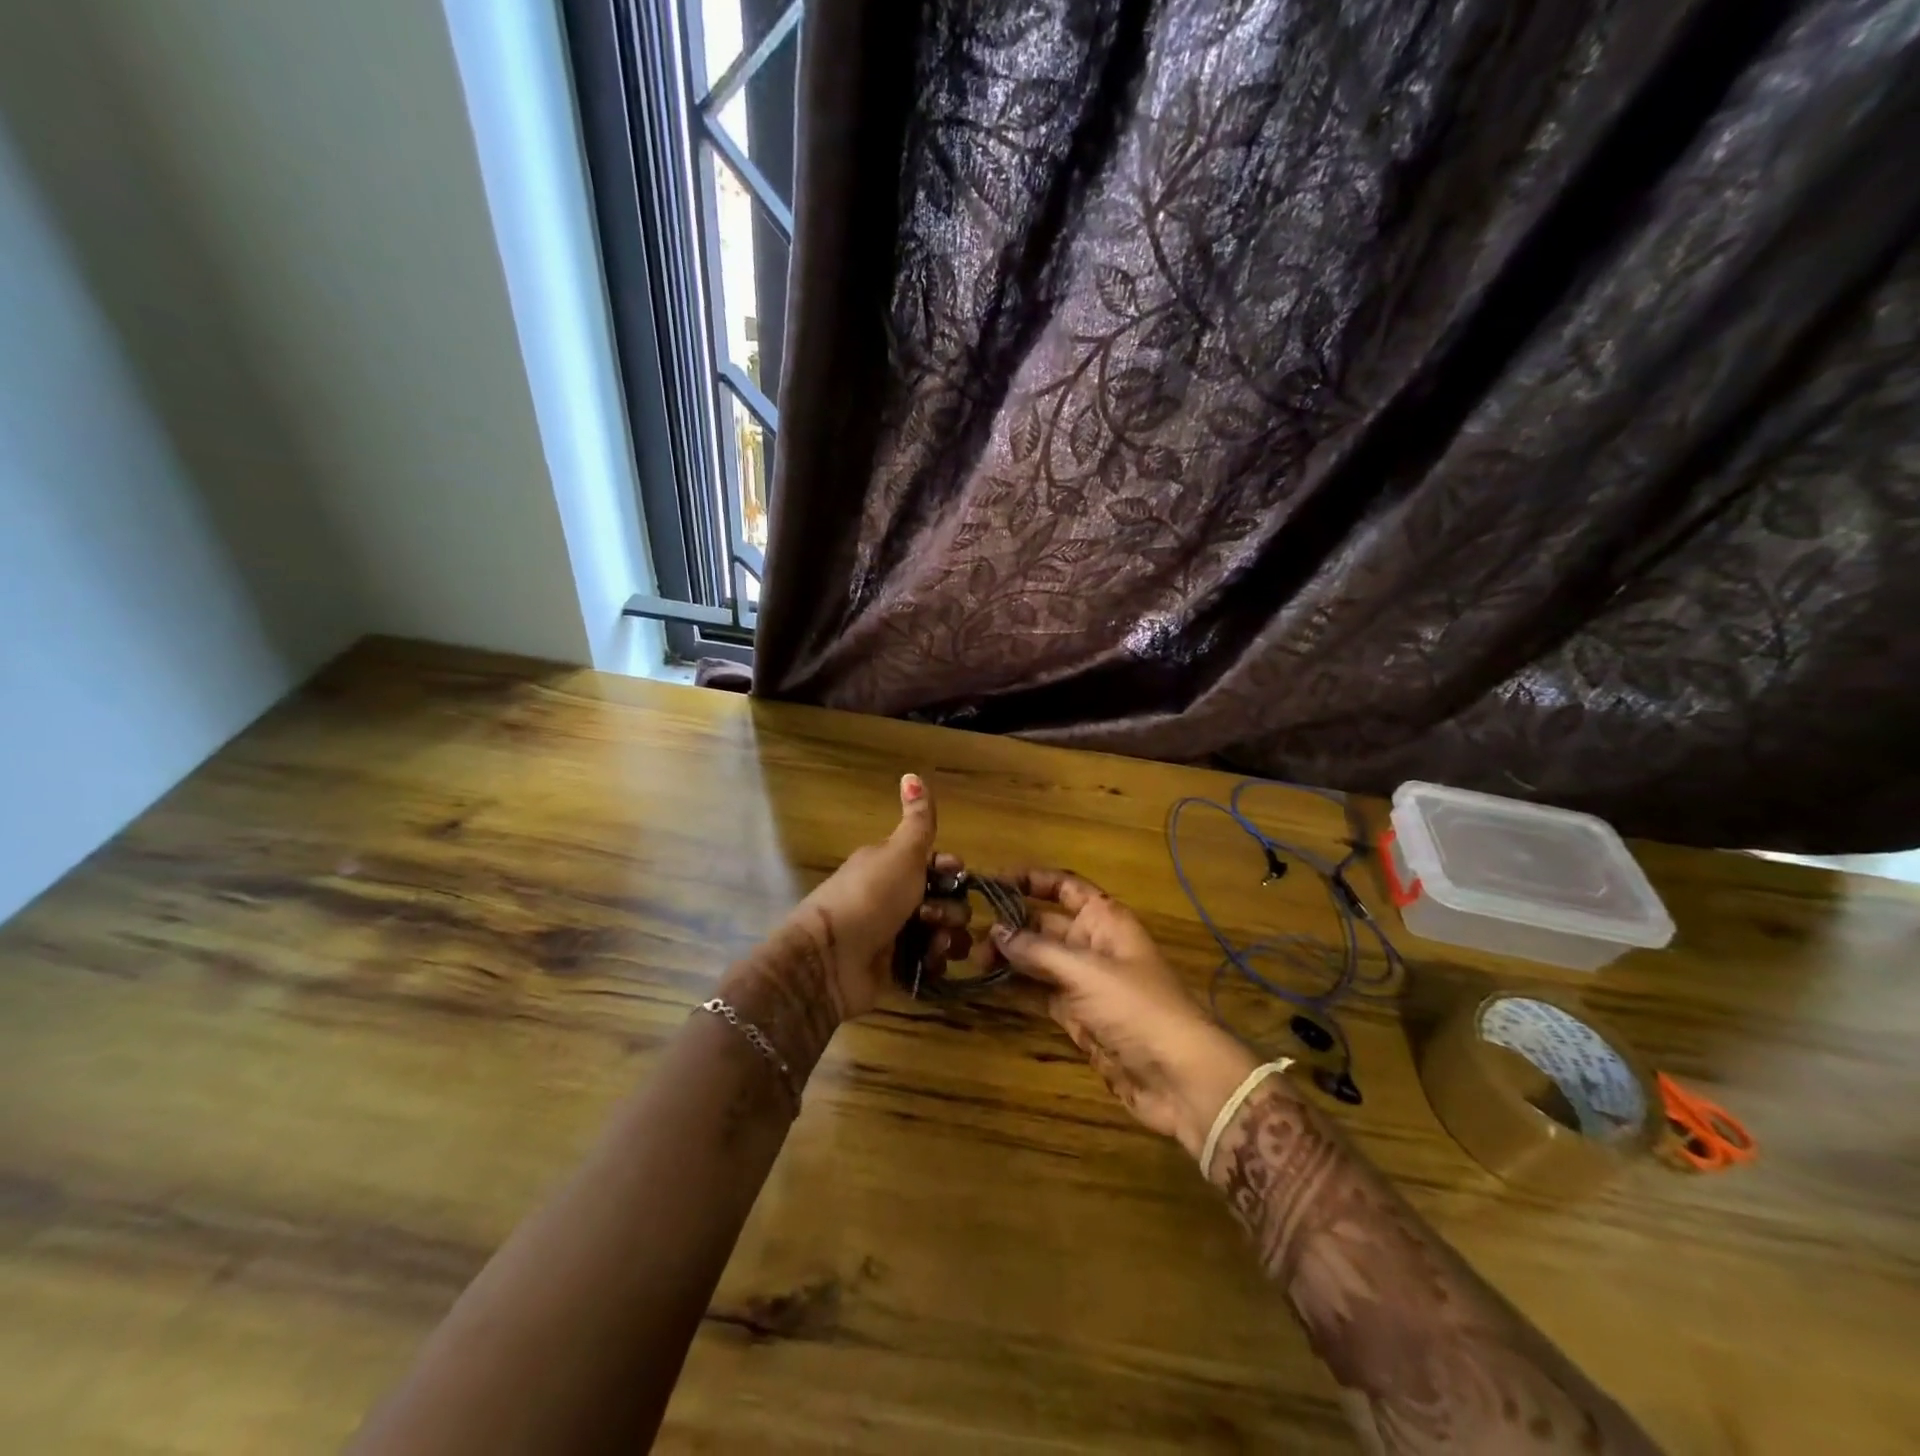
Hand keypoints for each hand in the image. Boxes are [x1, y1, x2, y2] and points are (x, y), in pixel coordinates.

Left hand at [786, 774, 970, 1020]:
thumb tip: (912, 774)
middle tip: (935, 916)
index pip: (935, 864)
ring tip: (937, 945)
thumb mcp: (900, 853)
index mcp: (891, 866)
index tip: (956, 874)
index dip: (951, 869)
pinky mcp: (894, 969)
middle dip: (952, 909)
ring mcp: (894, 935)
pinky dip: (934, 963)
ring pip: (941, 933)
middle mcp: (894, 898)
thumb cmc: (870, 897)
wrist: (830, 959)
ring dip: (948, 938)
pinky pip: (928, 963)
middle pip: (943, 900)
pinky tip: (930, 963)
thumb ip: (918, 821)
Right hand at [991, 870, 1259, 1158]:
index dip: (1030, 880)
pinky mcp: (1077, 1015)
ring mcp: (1084, 981)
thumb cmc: (1136, 1008)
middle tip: (969, 934)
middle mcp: (1092, 943)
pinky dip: (1016, 987)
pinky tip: (988, 984)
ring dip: (1009, 956)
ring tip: (972, 959)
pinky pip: (1040, 992)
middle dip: (1011, 924)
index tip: (990, 881)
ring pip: (1039, 959)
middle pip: (1045, 922)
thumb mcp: (1085, 971)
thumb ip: (1038, 950)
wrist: (1178, 1077)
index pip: (1063, 886)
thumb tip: (995, 929)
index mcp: (1104, 918)